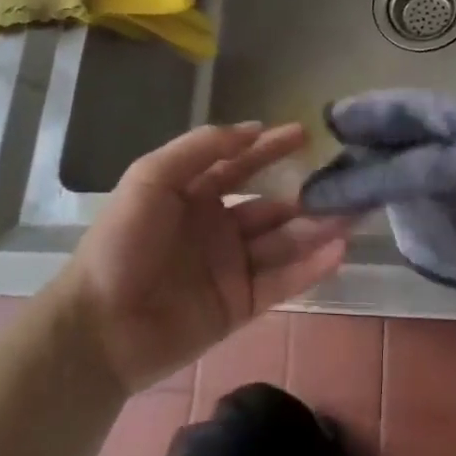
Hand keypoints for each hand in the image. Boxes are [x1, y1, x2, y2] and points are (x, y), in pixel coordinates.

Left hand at [57, 121, 347, 395]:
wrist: (100, 328)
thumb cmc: (122, 243)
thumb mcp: (151, 179)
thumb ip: (199, 149)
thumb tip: (251, 128)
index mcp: (193, 194)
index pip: (240, 163)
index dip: (271, 147)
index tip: (306, 133)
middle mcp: (217, 226)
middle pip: (271, 204)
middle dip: (307, 192)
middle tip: (347, 180)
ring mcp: (230, 267)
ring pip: (283, 242)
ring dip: (318, 227)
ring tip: (356, 213)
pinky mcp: (239, 305)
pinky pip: (281, 282)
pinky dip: (310, 268)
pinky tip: (339, 251)